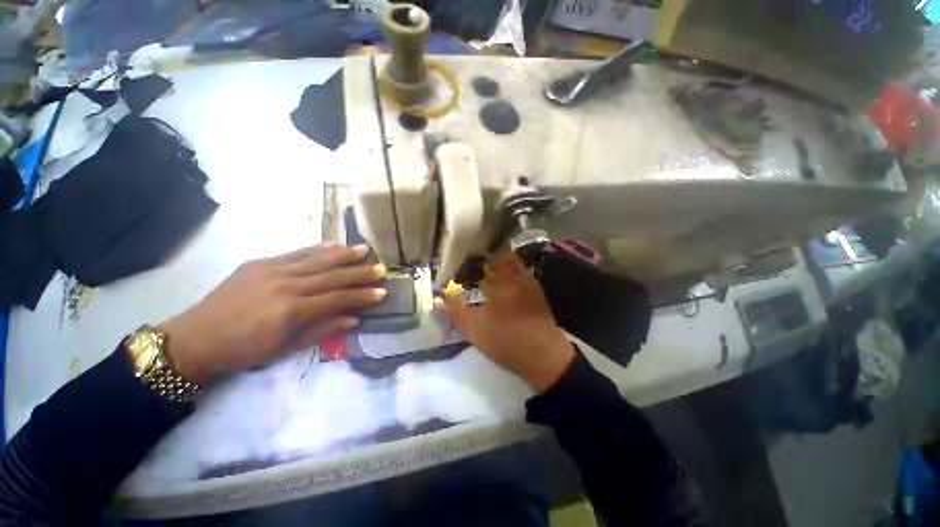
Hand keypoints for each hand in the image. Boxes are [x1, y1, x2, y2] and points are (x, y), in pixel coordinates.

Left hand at [159, 244, 386, 383]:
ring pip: (316, 259)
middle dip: (360, 272)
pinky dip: (316, 249)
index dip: (362, 296)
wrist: (195, 338)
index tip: (382, 292)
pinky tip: (332, 244)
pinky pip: (295, 253)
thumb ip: (322, 329)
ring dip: (343, 254)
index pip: (337, 299)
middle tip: (382, 268)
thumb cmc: (244, 351)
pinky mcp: (260, 263)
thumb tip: (353, 318)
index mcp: (292, 310)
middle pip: (332, 276)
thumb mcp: (285, 348)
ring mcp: (272, 270)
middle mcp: (286, 286)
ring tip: (364, 249)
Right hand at [436, 254, 574, 392]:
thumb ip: (454, 311)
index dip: (474, 260)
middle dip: (488, 260)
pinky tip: (508, 287)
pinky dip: (513, 274)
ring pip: (513, 264)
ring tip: (491, 276)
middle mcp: (515, 275)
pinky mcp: (538, 292)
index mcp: (498, 281)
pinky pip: (523, 274)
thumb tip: (438, 298)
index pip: (483, 261)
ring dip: (502, 266)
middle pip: (501, 257)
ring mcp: (529, 282)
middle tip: (478, 269)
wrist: (543, 355)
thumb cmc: (505, 340)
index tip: (465, 263)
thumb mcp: (473, 329)